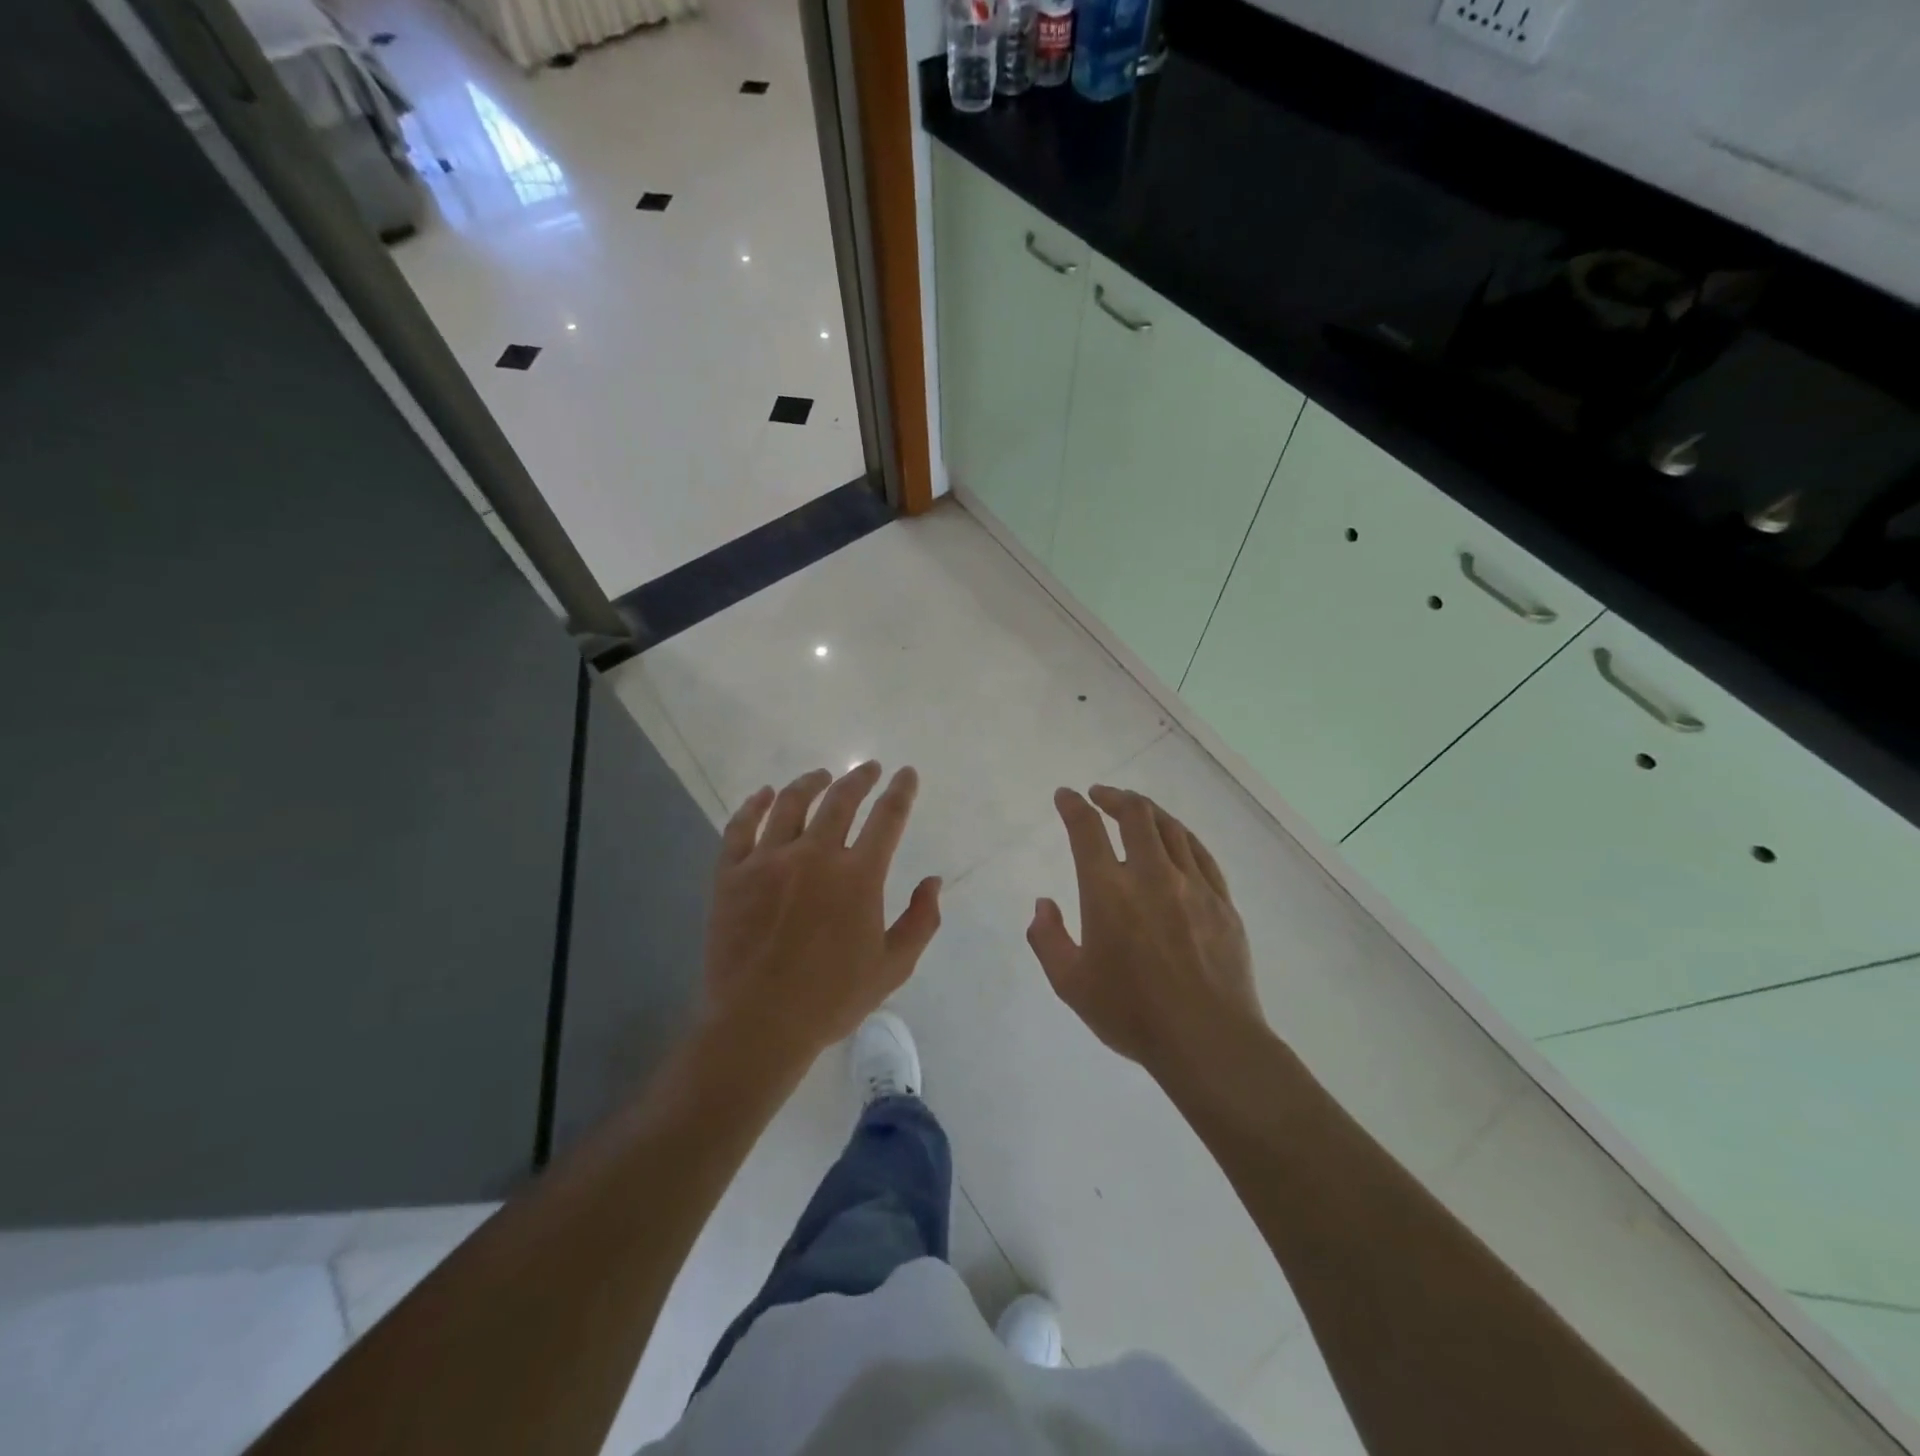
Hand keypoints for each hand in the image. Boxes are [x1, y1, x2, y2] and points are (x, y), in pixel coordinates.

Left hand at [703, 762, 941, 1062]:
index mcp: (858, 876)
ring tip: (820, 775)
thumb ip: (921, 921)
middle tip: (868, 769)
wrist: (759, 1024)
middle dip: (859, 779)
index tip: (906, 774)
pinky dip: (755, 805)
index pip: (887, 818)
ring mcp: (768, 860)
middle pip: (840, 800)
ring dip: (810, 783)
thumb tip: (933, 882)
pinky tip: (764, 795)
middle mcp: (815, 855)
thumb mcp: (893, 967)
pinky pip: (741, 827)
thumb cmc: (832, 999)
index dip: (900, 792)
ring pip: (791, 804)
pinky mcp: (732, 874)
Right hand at [1027, 785, 1263, 1077]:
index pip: (1086, 830)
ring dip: (1147, 810)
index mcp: (1108, 891)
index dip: (1072, 806)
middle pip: (1135, 814)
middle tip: (1100, 795)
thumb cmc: (1131, 1014)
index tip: (1065, 796)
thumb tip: (1044, 904)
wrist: (1208, 1040)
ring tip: (1134, 808)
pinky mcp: (1222, 900)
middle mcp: (1151, 875)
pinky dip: (1180, 835)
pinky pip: (1200, 852)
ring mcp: (1193, 885)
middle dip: (1113, 796)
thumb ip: (1047, 939)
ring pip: (1170, 828)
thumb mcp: (1070, 984)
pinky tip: (1175, 838)